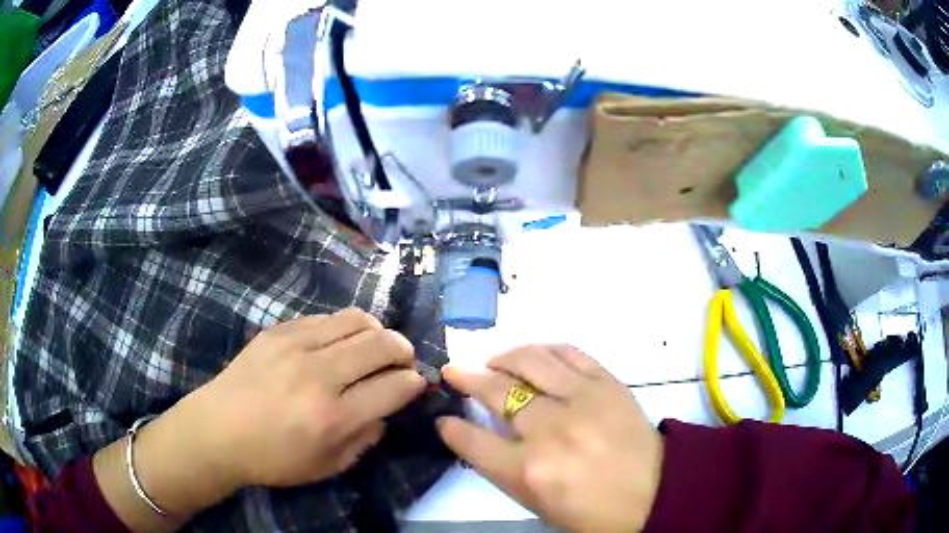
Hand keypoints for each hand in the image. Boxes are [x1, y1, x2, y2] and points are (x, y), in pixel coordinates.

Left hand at [189, 308, 425, 488]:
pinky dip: (344, 327)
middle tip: (403, 360)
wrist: (217, 431)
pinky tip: (339, 342)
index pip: (394, 387)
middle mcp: (319, 375)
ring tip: (376, 344)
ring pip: (356, 320)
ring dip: (377, 331)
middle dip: (404, 350)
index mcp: (333, 417)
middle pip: (381, 344)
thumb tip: (385, 411)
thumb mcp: (327, 467)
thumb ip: (365, 440)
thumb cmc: (273, 458)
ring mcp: (296, 346)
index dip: (414, 383)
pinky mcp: (278, 331)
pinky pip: (325, 317)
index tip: (416, 384)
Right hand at [437, 345, 663, 531]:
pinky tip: (535, 355)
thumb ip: (503, 469)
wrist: (656, 491)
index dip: (452, 427)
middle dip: (466, 378)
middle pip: (496, 391)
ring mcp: (581, 399)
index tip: (444, 418)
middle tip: (454, 372)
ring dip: (503, 357)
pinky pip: (568, 352)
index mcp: (529, 471)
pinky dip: (544, 349)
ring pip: (529, 360)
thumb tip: (478, 435)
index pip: (472, 440)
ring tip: (493, 361)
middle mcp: (550, 430)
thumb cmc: (593, 510)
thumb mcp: (538, 504)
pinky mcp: (607, 382)